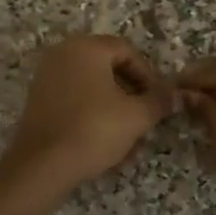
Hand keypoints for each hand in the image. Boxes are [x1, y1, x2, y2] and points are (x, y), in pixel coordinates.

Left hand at [3, 35, 175, 189]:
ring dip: (116, 112)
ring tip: (130, 144)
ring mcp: (47, 78)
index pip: (128, 51)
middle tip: (146, 122)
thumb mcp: (137, 116)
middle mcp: (63, 54)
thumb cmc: (94, 130)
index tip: (158, 102)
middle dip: (132, 98)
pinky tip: (107, 147)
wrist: (42, 166)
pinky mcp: (39, 102)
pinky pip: (75, 102)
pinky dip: (94, 118)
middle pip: (109, 70)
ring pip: (93, 90)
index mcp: (86, 48)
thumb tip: (176, 94)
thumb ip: (160, 100)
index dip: (149, 76)